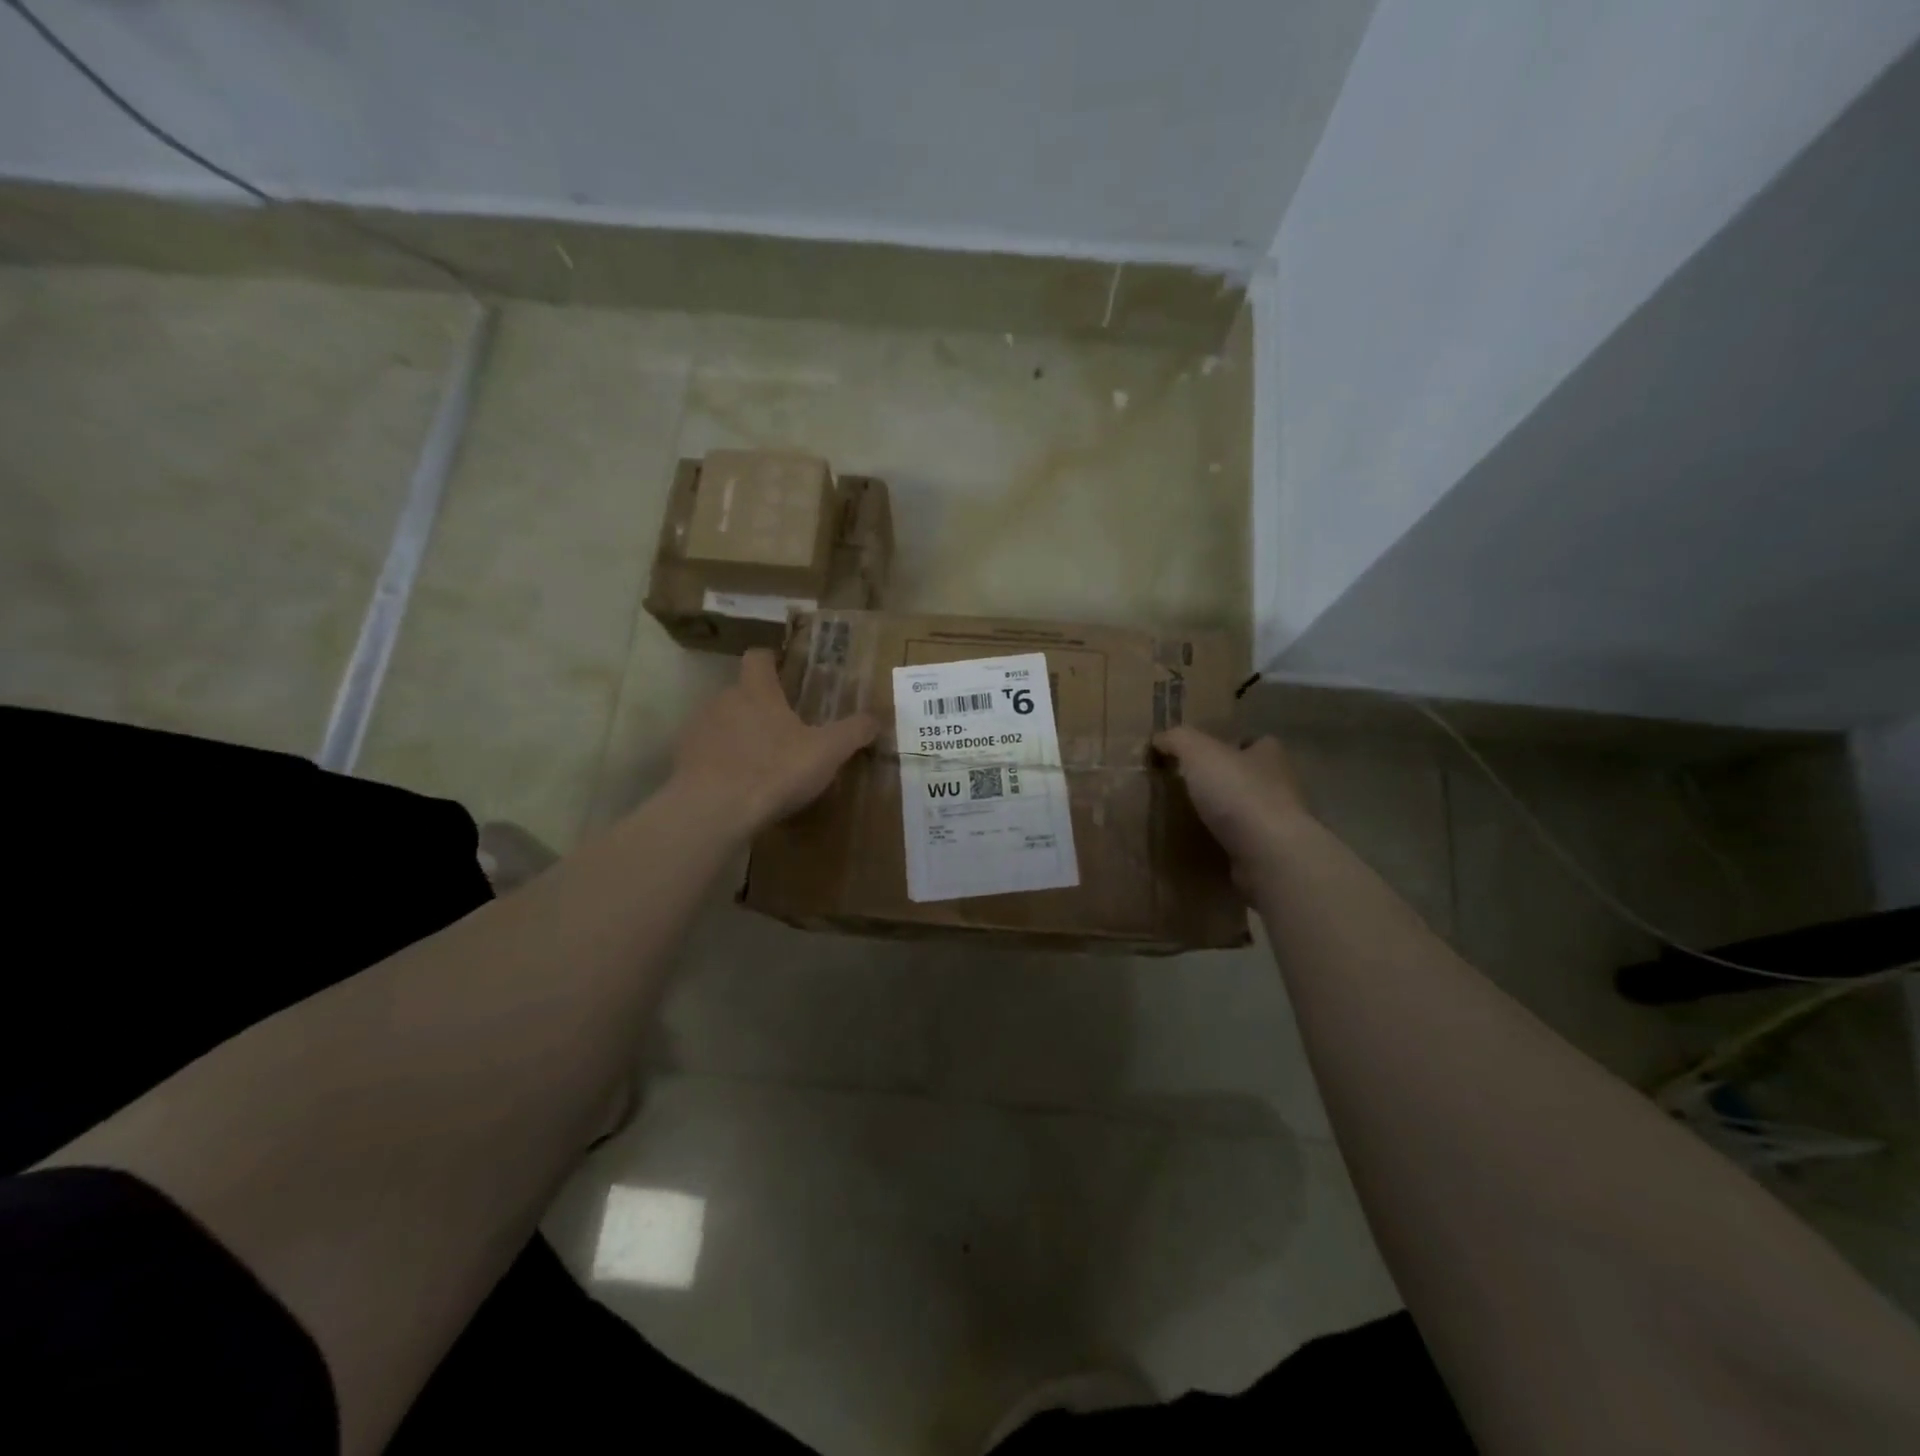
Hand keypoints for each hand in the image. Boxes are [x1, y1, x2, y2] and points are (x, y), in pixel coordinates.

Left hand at [671, 648, 877, 835]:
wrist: (712, 811)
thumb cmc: (774, 770)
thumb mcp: (827, 752)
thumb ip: (853, 732)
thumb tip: (877, 718)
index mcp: (756, 691)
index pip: (758, 658)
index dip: (771, 660)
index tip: (783, 670)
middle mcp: (722, 701)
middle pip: (741, 693)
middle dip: (760, 707)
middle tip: (784, 730)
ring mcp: (697, 730)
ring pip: (722, 723)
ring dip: (739, 735)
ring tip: (760, 762)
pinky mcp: (682, 761)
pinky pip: (707, 753)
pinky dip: (721, 762)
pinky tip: (737, 786)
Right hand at [1154, 727, 1310, 883]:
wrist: (1269, 854)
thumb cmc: (1238, 792)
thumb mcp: (1198, 752)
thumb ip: (1177, 739)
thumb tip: (1159, 739)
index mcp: (1269, 755)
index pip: (1254, 742)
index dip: (1230, 745)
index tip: (1201, 756)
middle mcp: (1280, 785)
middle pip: (1250, 776)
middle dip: (1224, 780)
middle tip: (1188, 787)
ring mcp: (1279, 822)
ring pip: (1247, 810)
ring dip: (1224, 814)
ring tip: (1189, 818)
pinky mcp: (1271, 853)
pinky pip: (1243, 842)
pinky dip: (1225, 843)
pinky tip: (1202, 846)